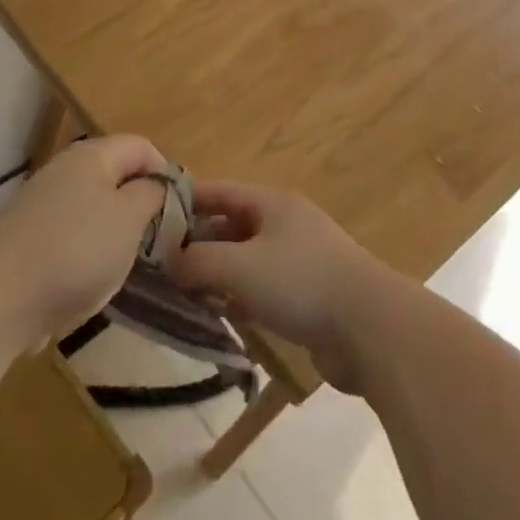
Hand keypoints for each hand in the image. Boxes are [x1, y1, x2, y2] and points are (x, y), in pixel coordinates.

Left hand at [0, 134, 166, 346]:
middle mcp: (65, 169)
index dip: (167, 172)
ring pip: (95, 205)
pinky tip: (91, 278)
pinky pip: (72, 231)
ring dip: (116, 229)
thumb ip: (151, 194)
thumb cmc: (76, 251)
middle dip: (141, 203)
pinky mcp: (28, 235)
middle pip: (116, 174)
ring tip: (128, 261)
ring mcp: (42, 202)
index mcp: (92, 156)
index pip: (142, 146)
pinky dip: (88, 249)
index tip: (181, 210)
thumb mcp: (130, 219)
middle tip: (158, 238)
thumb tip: (154, 185)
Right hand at [166, 181, 393, 392]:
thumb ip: (197, 261)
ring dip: (216, 274)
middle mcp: (285, 225)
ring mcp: (299, 260)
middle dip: (196, 243)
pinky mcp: (308, 295)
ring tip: (181, 291)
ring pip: (245, 260)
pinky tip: (220, 314)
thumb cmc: (300, 282)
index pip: (218, 191)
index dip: (185, 200)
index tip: (149, 215)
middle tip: (159, 263)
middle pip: (230, 226)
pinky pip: (262, 288)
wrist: (370, 328)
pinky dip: (239, 297)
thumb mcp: (238, 267)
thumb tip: (168, 259)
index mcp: (272, 204)